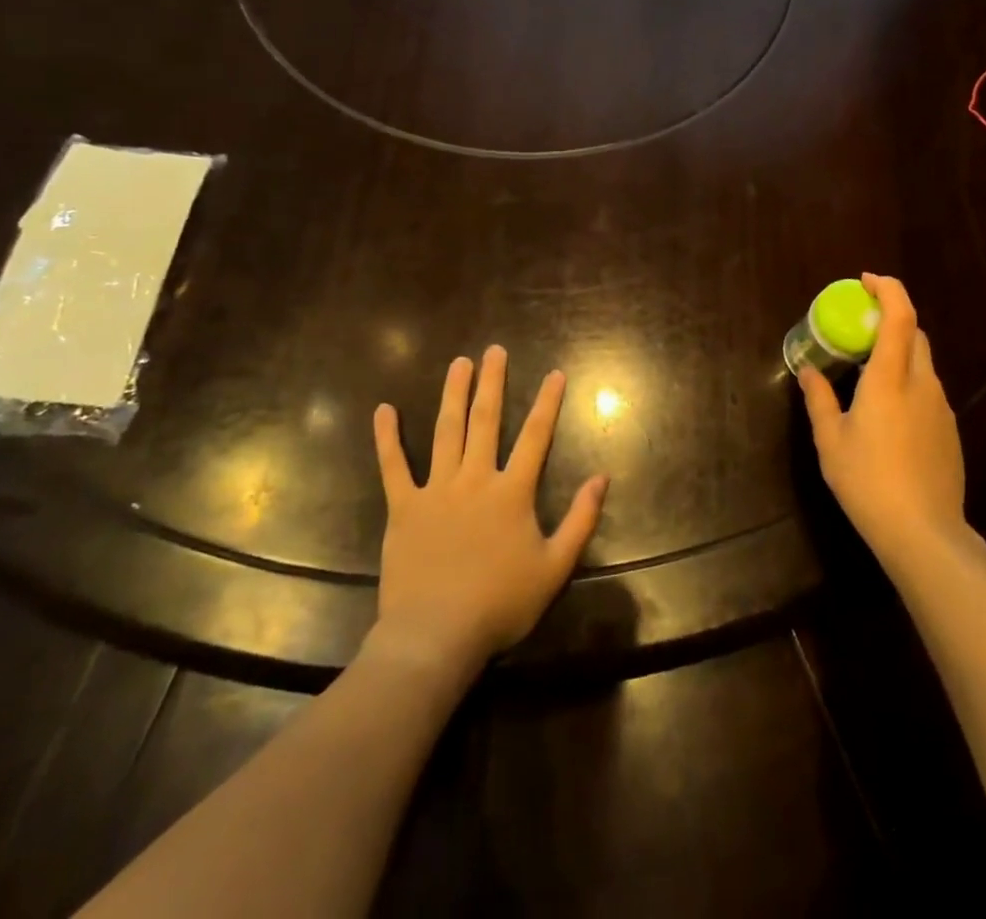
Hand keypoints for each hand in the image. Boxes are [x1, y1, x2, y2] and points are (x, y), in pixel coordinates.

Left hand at [369, 347, 608, 677]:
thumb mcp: (555, 567)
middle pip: (486, 421)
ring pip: (446, 431)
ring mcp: (436, 489)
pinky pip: (393, 466)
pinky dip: (387, 438)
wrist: (435, 635)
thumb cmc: (500, 604)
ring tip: (459, 363)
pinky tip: (383, 410)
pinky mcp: (404, 507)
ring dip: (453, 394)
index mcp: (512, 492)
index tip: (554, 373)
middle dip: (492, 382)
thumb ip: (581, 520)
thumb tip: (602, 478)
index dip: (547, 403)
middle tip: (494, 350)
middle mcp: (475, 478)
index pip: (535, 436)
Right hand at [797, 273, 966, 560]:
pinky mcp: (949, 430)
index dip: (887, 289)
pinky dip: (907, 381)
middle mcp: (921, 383)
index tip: (865, 281)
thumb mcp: (830, 440)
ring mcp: (941, 407)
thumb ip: (819, 398)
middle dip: (890, 318)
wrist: (924, 534)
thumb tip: (807, 370)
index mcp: (890, 378)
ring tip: (866, 373)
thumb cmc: (868, 481)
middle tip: (858, 328)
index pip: (900, 315)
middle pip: (914, 333)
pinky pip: (927, 389)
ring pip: (922, 362)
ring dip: (897, 352)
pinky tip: (887, 413)